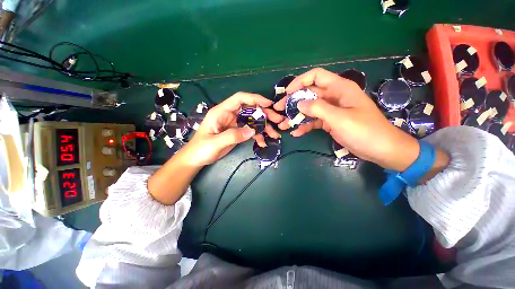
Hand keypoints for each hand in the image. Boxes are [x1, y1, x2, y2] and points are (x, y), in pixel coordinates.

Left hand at [182, 92, 282, 166]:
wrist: (196, 159)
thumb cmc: (201, 149)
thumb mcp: (215, 143)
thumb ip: (233, 136)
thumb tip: (252, 131)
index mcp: (222, 112)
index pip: (240, 99)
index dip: (255, 99)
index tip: (269, 104)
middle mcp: (230, 115)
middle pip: (250, 109)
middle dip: (264, 114)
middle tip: (277, 120)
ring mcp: (234, 124)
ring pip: (252, 121)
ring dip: (264, 126)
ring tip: (274, 134)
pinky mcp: (237, 132)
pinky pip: (250, 131)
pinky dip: (258, 135)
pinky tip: (263, 142)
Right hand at [274, 68, 420, 170]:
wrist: (380, 149)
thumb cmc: (364, 130)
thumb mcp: (339, 118)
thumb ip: (318, 109)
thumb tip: (299, 104)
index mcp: (339, 88)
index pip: (315, 76)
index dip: (300, 82)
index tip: (287, 93)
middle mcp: (333, 96)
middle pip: (309, 94)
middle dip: (293, 102)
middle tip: (279, 109)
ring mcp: (331, 110)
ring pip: (309, 109)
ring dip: (296, 116)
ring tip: (283, 124)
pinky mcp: (330, 122)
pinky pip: (314, 121)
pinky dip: (304, 126)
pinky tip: (296, 133)